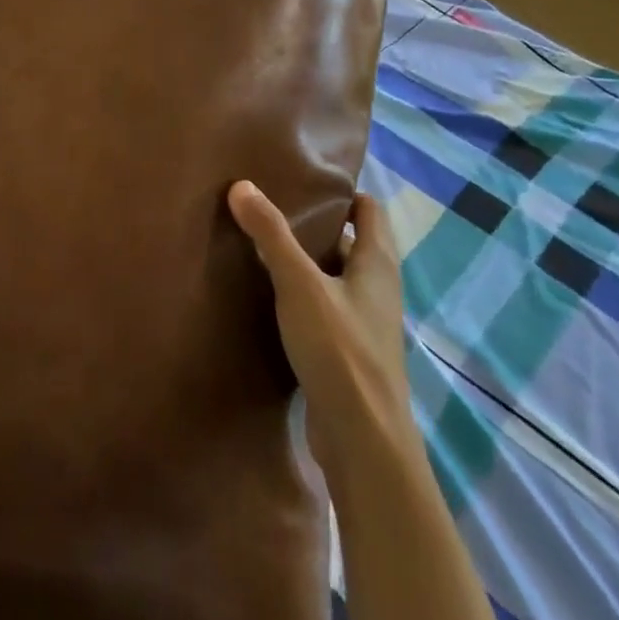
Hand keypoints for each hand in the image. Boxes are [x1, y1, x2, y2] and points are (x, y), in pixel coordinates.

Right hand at [228, 183, 417, 473]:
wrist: (363, 441)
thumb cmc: (340, 351)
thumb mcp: (299, 284)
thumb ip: (271, 234)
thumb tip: (241, 185)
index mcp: (377, 264)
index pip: (370, 210)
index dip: (343, 190)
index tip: (304, 178)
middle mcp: (377, 288)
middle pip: (350, 241)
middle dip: (316, 223)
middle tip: (270, 204)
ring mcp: (364, 323)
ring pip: (335, 276)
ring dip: (306, 260)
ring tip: (261, 242)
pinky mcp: (348, 352)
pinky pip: (325, 307)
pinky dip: (302, 293)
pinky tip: (268, 293)